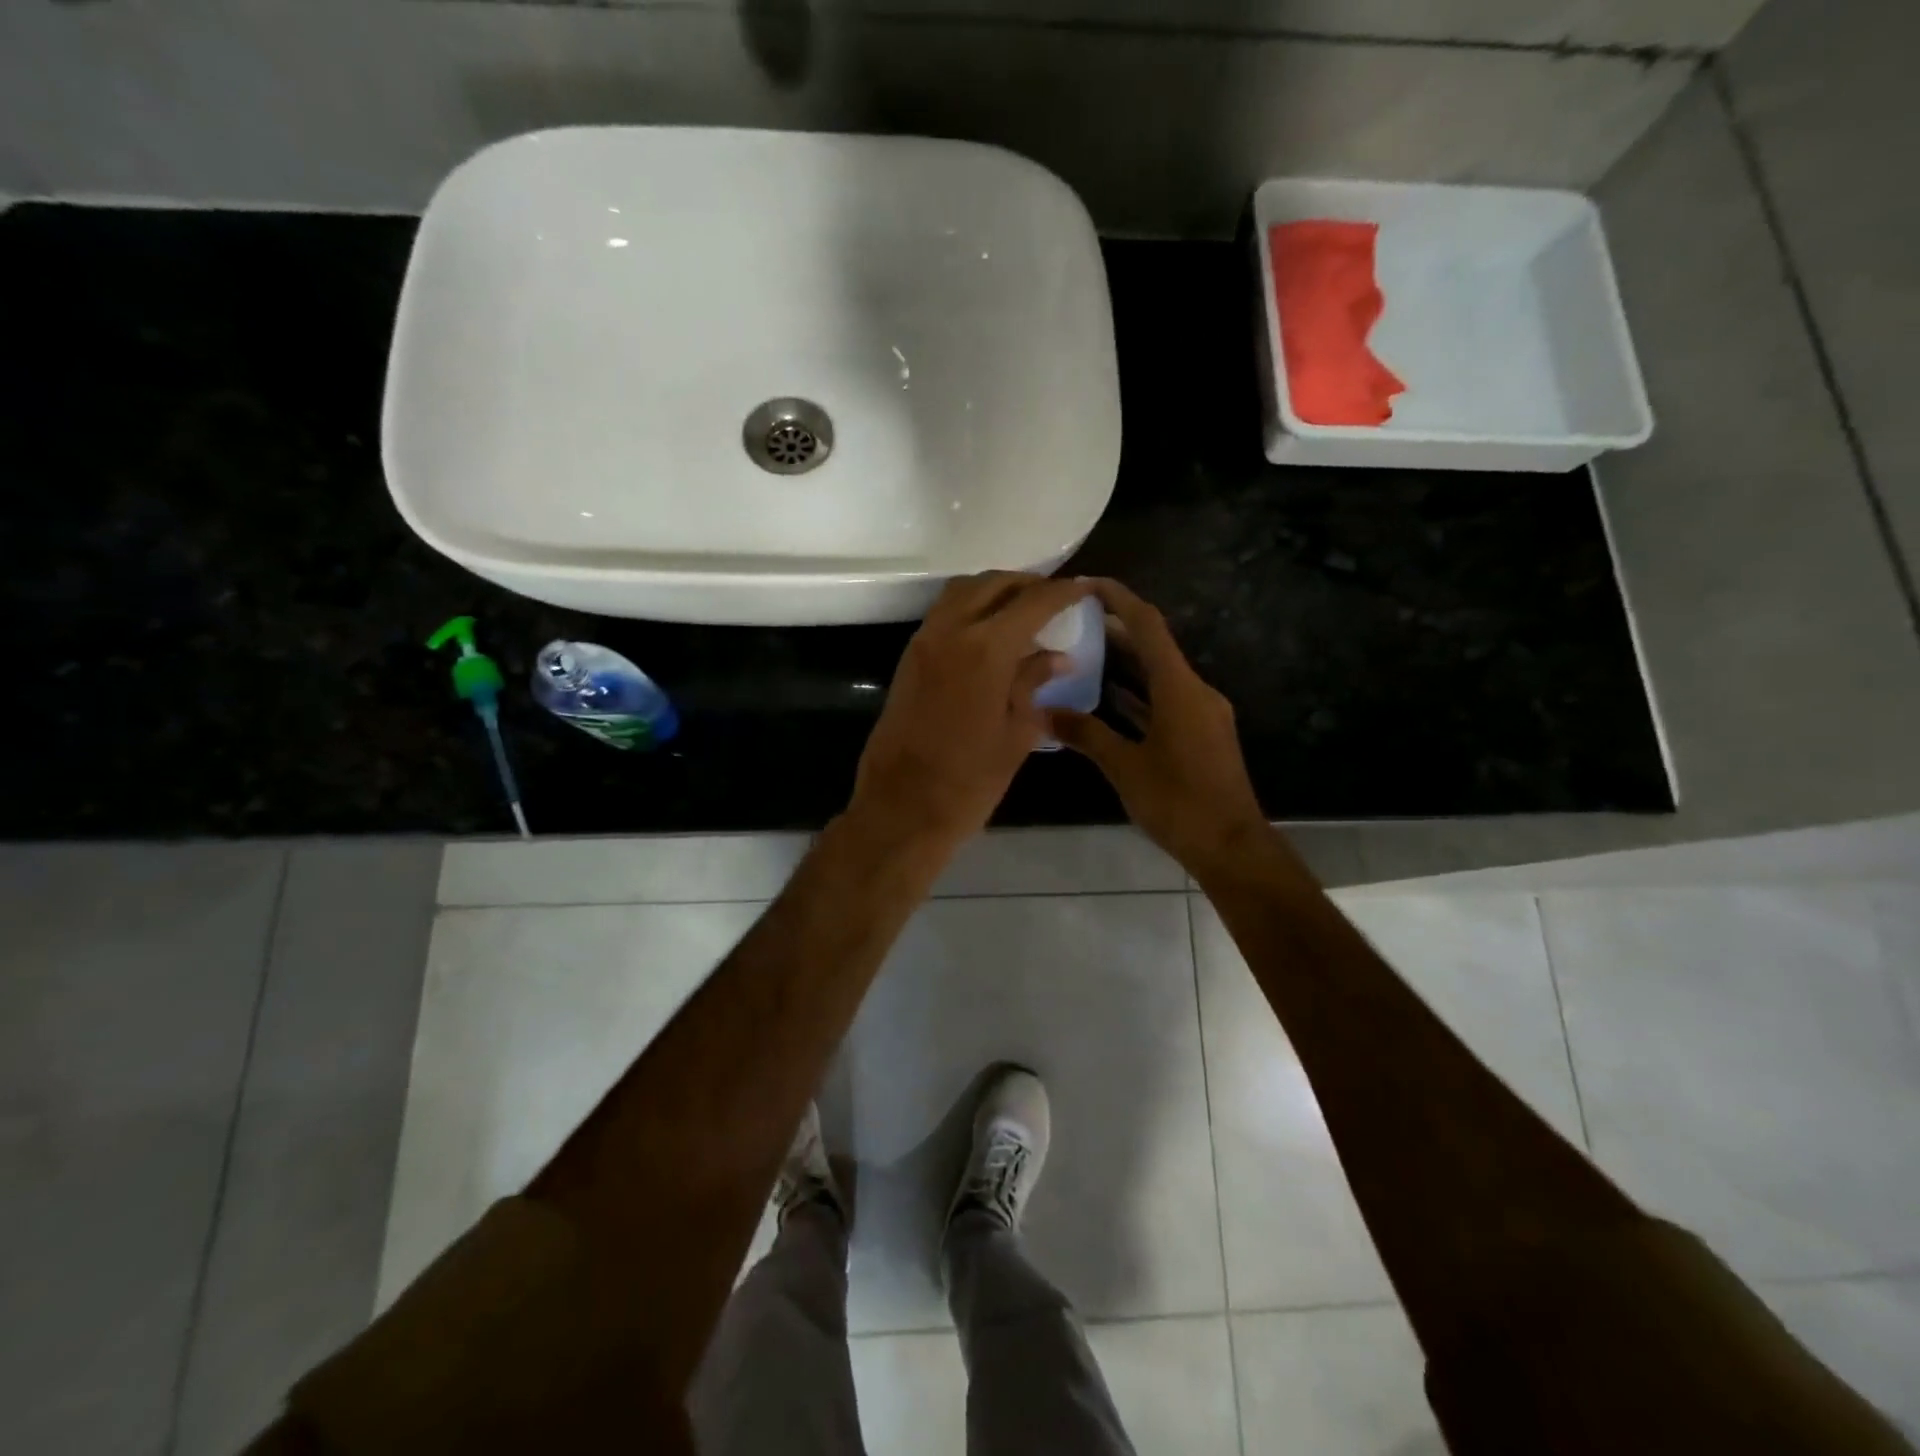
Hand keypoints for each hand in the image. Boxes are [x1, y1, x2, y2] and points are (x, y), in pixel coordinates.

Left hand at [847, 572, 1086, 858]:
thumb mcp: (1016, 733)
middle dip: (1027, 584)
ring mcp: (923, 642)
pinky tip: (990, 633)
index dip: (1062, 592)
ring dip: (994, 590)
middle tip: (1054, 597)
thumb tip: (1058, 658)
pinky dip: (970, 608)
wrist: (902, 808)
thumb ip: (1034, 683)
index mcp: (985, 649)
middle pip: (992, 584)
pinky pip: (943, 614)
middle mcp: (950, 631)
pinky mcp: (908, 659)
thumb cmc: (969, 781)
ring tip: (1023, 610)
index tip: (1083, 588)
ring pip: (962, 592)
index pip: (1032, 602)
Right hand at [1049, 579, 1270, 871]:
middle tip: (1073, 620)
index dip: (1118, 599)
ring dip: (1125, 663)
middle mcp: (1195, 691)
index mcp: (1180, 689)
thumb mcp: (1125, 767)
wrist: (1230, 846)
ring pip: (1159, 675)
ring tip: (1082, 652)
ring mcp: (1202, 713)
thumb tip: (1044, 712)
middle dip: (1116, 629)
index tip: (1086, 584)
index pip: (1148, 626)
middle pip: (1154, 647)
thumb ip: (1086, 734)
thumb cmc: (1178, 802)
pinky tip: (1108, 698)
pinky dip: (1138, 694)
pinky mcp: (1201, 734)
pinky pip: (1165, 700)